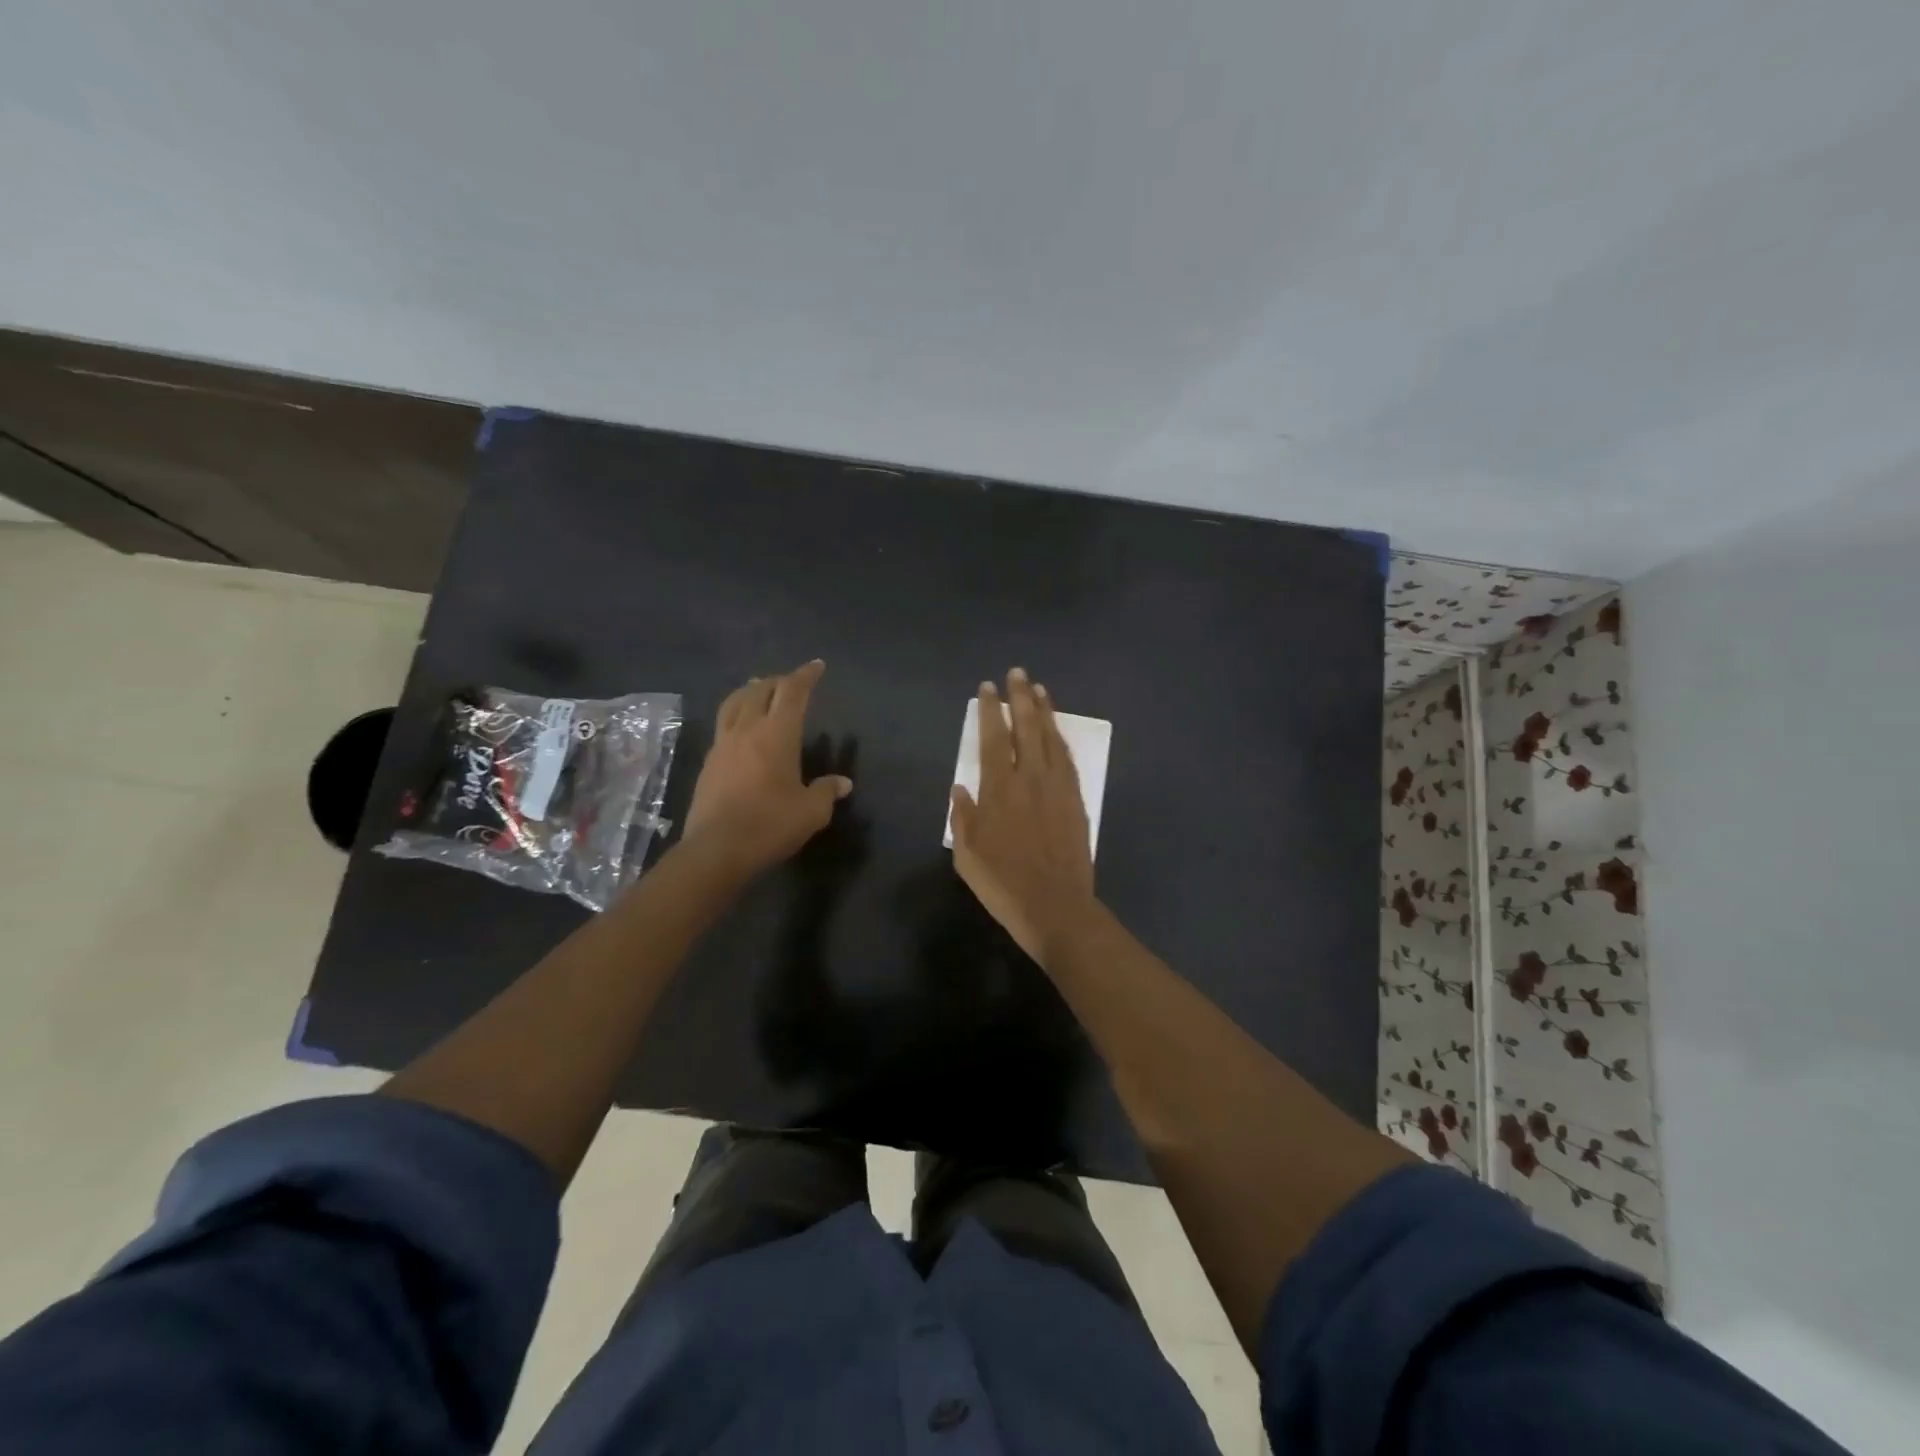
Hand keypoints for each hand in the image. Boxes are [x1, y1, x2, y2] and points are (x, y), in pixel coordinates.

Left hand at [685, 660, 852, 875]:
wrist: (717, 849)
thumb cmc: (770, 824)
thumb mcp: (811, 812)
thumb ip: (826, 792)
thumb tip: (843, 783)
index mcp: (777, 733)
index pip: (793, 692)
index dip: (806, 676)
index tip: (817, 666)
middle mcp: (748, 729)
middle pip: (760, 690)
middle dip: (778, 681)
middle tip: (791, 682)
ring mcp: (723, 744)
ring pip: (735, 703)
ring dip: (750, 691)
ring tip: (758, 690)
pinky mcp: (709, 762)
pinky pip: (723, 724)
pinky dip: (736, 714)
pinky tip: (741, 728)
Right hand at [948, 667, 1096, 966]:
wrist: (1056, 907)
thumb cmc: (1004, 884)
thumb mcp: (967, 856)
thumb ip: (962, 817)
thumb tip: (960, 787)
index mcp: (999, 790)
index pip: (993, 738)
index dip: (989, 711)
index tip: (987, 688)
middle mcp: (1030, 779)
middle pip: (1025, 728)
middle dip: (1020, 698)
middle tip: (1017, 673)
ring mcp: (1057, 788)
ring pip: (1051, 738)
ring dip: (1044, 711)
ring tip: (1039, 689)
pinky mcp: (1076, 800)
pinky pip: (1068, 759)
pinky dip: (1061, 738)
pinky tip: (1057, 729)